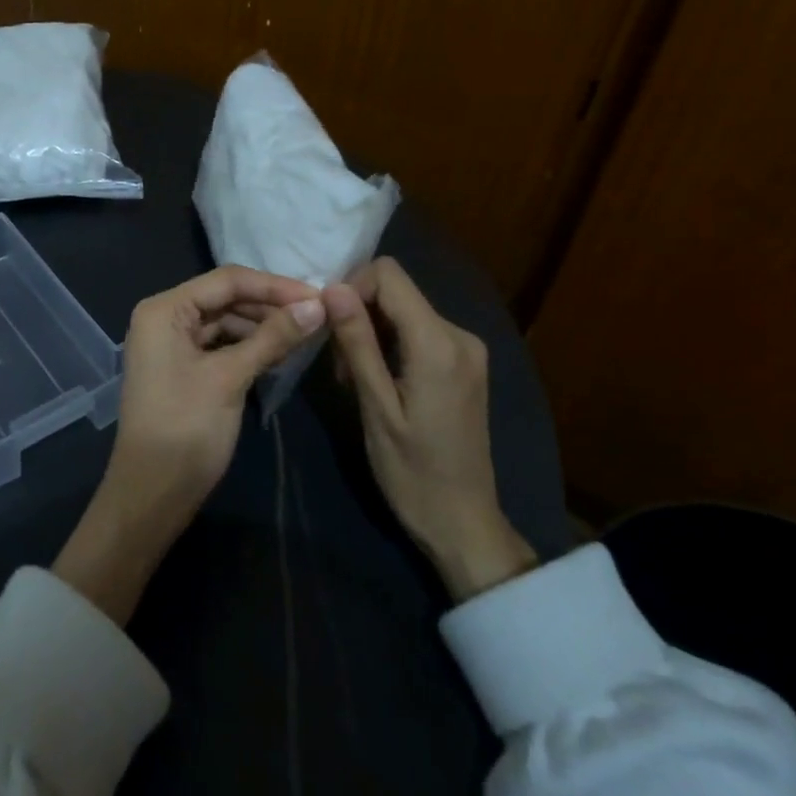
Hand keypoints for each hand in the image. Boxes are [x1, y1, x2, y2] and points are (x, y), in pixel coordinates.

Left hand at [54, 267, 323, 622]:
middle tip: (318, 315)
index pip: (227, 281)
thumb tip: (318, 304)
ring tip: (306, 334)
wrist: (152, 493)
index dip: (275, 286)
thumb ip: (273, 336)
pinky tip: (280, 354)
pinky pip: (221, 345)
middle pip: (226, 298)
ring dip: (263, 327)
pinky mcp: (183, 368)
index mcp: (164, 310)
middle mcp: (164, 318)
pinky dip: (249, 347)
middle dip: (270, 305)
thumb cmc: (186, 428)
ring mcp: (172, 345)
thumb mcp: (231, 377)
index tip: (319, 296)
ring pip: (226, 322)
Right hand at [322, 258, 535, 601]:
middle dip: (359, 316)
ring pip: (404, 312)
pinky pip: (418, 333)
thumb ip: (357, 343)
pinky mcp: (464, 364)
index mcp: (439, 343)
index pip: (389, 275)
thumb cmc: (412, 471)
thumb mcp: (375, 407)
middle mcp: (460, 335)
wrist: (462, 521)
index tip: (329, 328)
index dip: (351, 289)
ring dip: (371, 334)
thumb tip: (333, 288)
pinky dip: (390, 346)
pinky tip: (378, 383)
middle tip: (340, 368)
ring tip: (355, 382)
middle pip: (396, 292)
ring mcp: (466, 349)